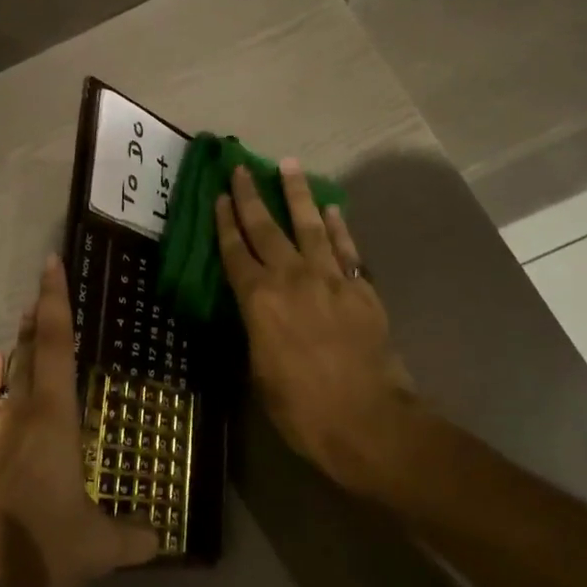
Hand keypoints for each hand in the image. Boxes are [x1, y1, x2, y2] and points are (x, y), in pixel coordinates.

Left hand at [0, 257, 158, 586]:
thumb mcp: (93, 548)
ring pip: (6, 376)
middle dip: (38, 318)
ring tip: (24, 324)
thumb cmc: (32, 547)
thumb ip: (130, 538)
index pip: (56, 343)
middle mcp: (16, 411)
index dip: (55, 300)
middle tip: (44, 291)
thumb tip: (161, 538)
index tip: (51, 262)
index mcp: (51, 416)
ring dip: (19, 349)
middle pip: (28, 350)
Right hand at [215, 160, 416, 498]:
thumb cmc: (302, 409)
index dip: (224, 222)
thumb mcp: (260, 373)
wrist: (368, 420)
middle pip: (266, 229)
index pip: (234, 252)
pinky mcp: (361, 288)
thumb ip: (256, 332)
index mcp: (258, 301)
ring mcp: (330, 279)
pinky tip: (330, 208)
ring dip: (297, 193)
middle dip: (251, 196)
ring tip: (288, 165)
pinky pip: (346, 248)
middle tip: (241, 167)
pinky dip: (337, 226)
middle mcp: (291, 279)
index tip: (218, 195)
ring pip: (309, 225)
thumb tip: (256, 313)